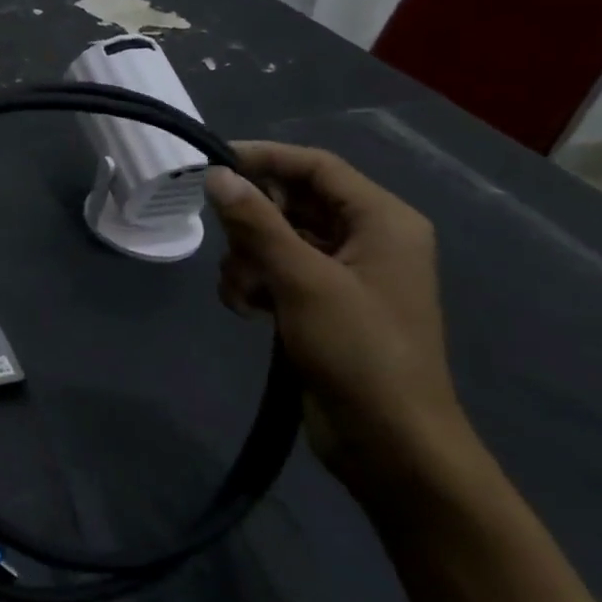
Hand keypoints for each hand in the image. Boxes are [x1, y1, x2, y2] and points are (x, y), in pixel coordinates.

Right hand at [205, 142, 471, 503]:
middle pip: (291, 202)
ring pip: (275, 239)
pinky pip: (276, 272)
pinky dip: (254, 285)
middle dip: (253, 225)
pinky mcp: (322, 305)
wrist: (389, 442)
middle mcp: (366, 239)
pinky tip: (247, 312)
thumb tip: (217, 175)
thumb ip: (257, 222)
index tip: (212, 164)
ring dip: (247, 261)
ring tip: (244, 294)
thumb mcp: (303, 279)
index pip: (317, 167)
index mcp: (382, 221)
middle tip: (232, 248)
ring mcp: (343, 274)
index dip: (265, 158)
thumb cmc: (358, 350)